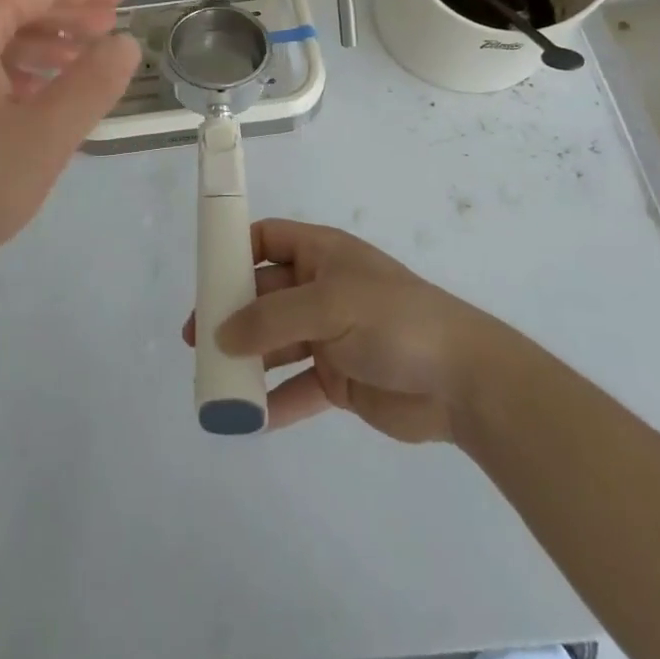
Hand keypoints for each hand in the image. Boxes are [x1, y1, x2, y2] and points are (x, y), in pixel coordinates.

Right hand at [185, 219, 487, 441]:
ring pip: (276, 343)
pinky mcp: (340, 379)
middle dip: (231, 314)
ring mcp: (331, 336)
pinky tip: (249, 418)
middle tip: (196, 339)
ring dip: (247, 360)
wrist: (463, 381)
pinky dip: (274, 401)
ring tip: (214, 380)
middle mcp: (322, 290)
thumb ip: (271, 318)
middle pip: (264, 295)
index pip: (268, 240)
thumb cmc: (393, 321)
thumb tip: (222, 333)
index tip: (205, 276)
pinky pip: (296, 388)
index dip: (236, 251)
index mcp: (322, 255)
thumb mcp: (329, 305)